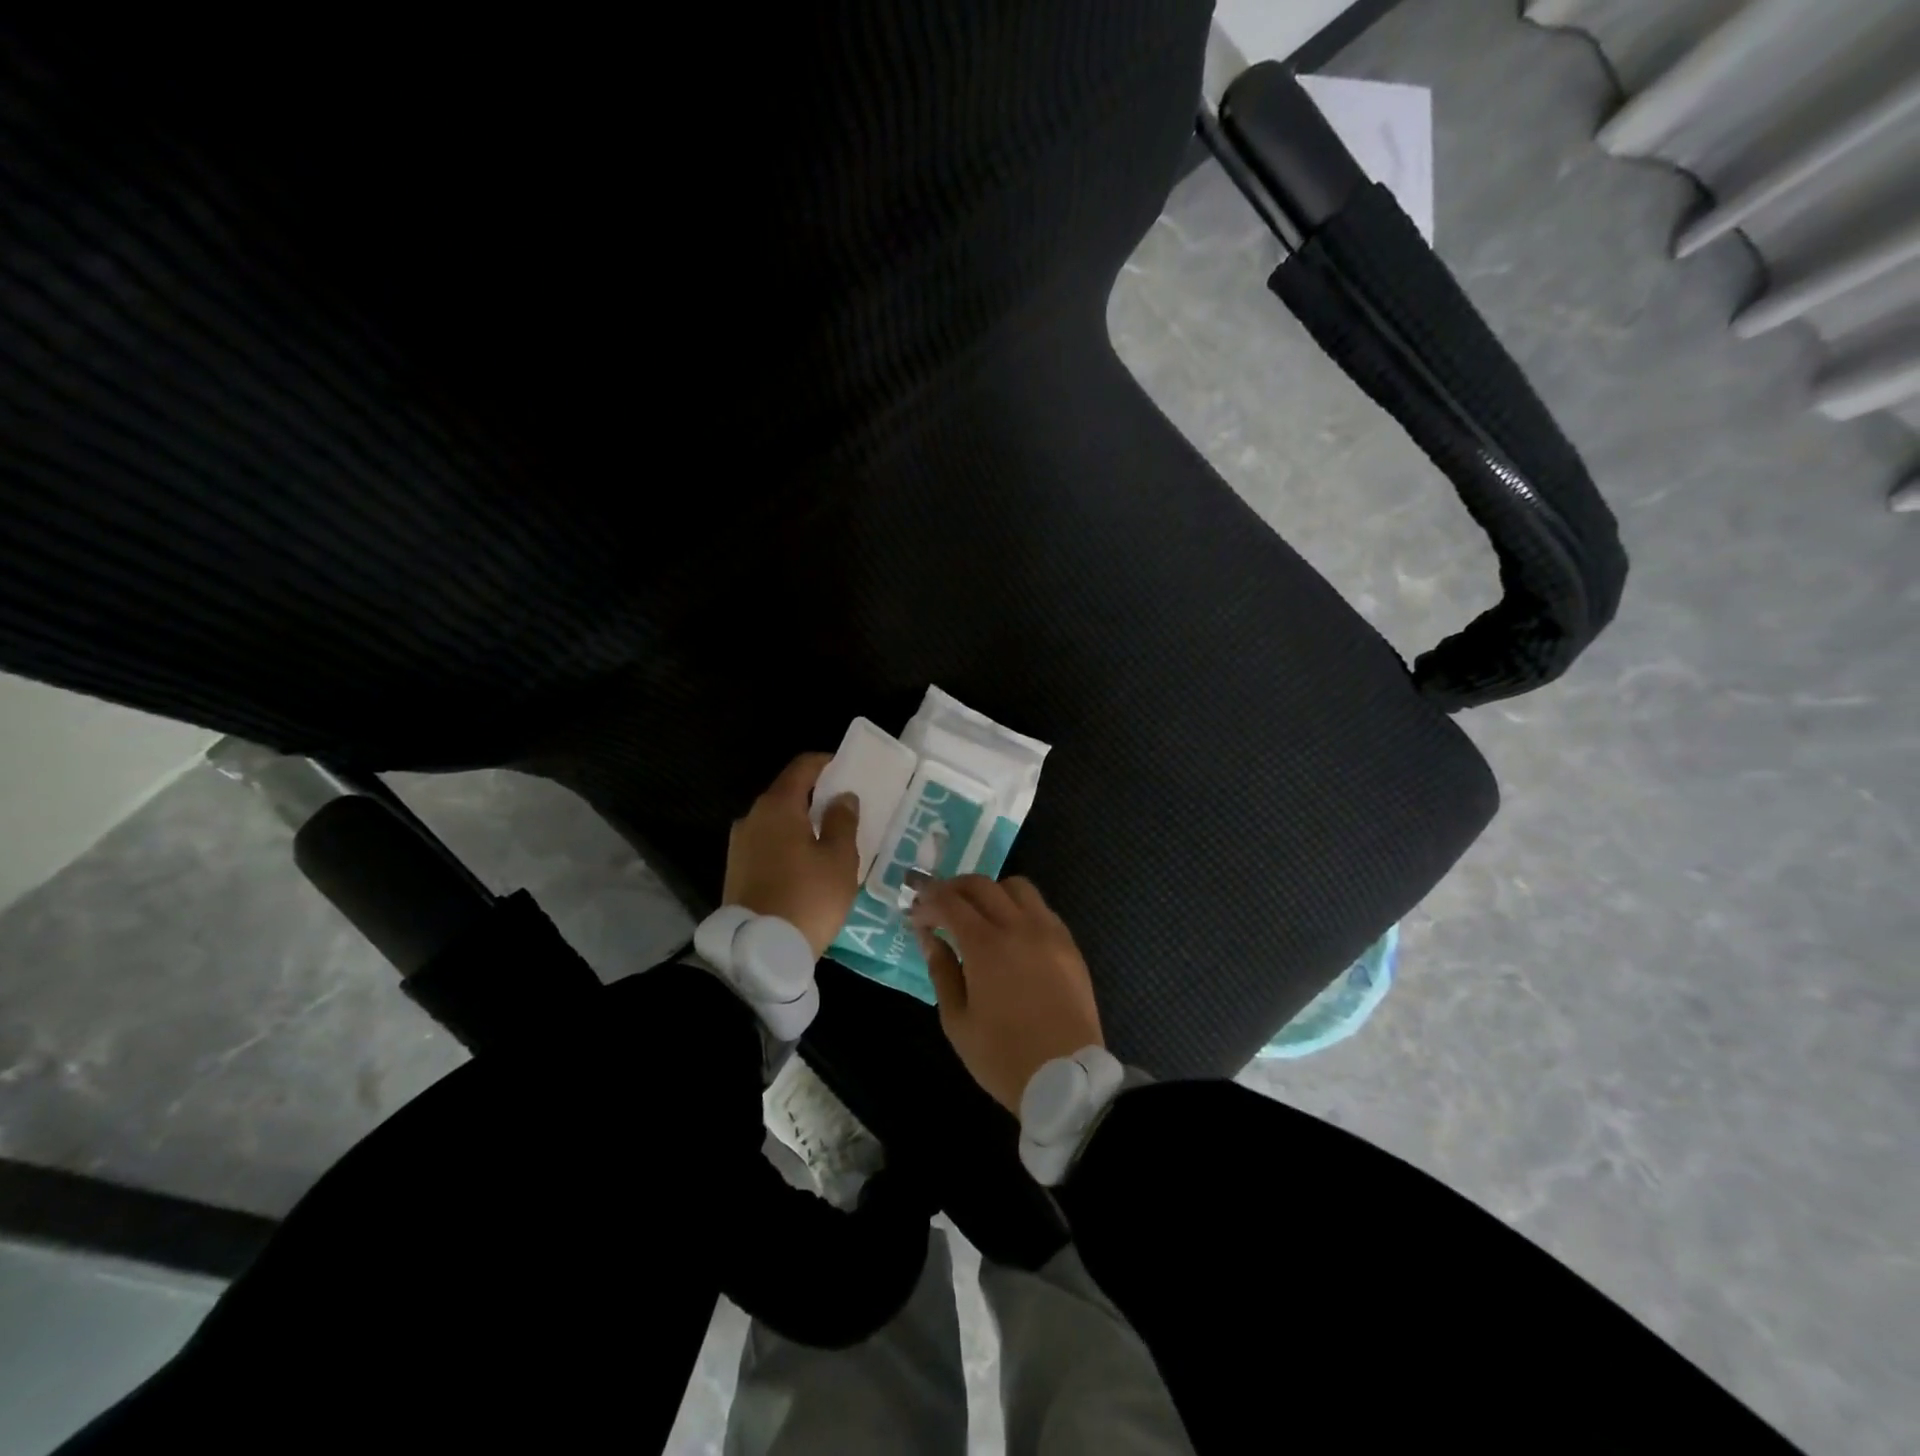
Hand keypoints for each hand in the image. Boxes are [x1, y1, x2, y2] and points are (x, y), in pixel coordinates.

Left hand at [724, 753, 860, 959]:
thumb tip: (842, 797)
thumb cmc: (808, 897)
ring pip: (777, 821)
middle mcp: (752, 817)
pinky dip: (789, 843)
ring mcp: (740, 845)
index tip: (847, 768)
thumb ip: (843, 821)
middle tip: (845, 808)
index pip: (802, 767)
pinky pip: (768, 843)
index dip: (826, 763)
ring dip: (802, 823)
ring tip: (830, 839)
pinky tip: (808, 863)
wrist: (759, 952)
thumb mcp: (839, 859)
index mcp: (777, 806)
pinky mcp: (737, 870)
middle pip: (788, 793)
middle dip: (816, 796)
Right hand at [910, 875, 1104, 1113]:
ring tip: (977, 913)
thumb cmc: (1002, 1056)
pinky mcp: (1069, 944)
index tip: (915, 913)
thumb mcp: (957, 1021)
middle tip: (938, 905)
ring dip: (990, 891)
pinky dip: (1019, 907)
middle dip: (954, 888)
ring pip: (1017, 887)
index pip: (950, 902)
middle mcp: (1019, 926)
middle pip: (982, 885)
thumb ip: (942, 971)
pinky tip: (1011, 930)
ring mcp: (1049, 932)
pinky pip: (1041, 908)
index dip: (928, 901)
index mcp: (986, 945)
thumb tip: (930, 937)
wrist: (1067, 1079)